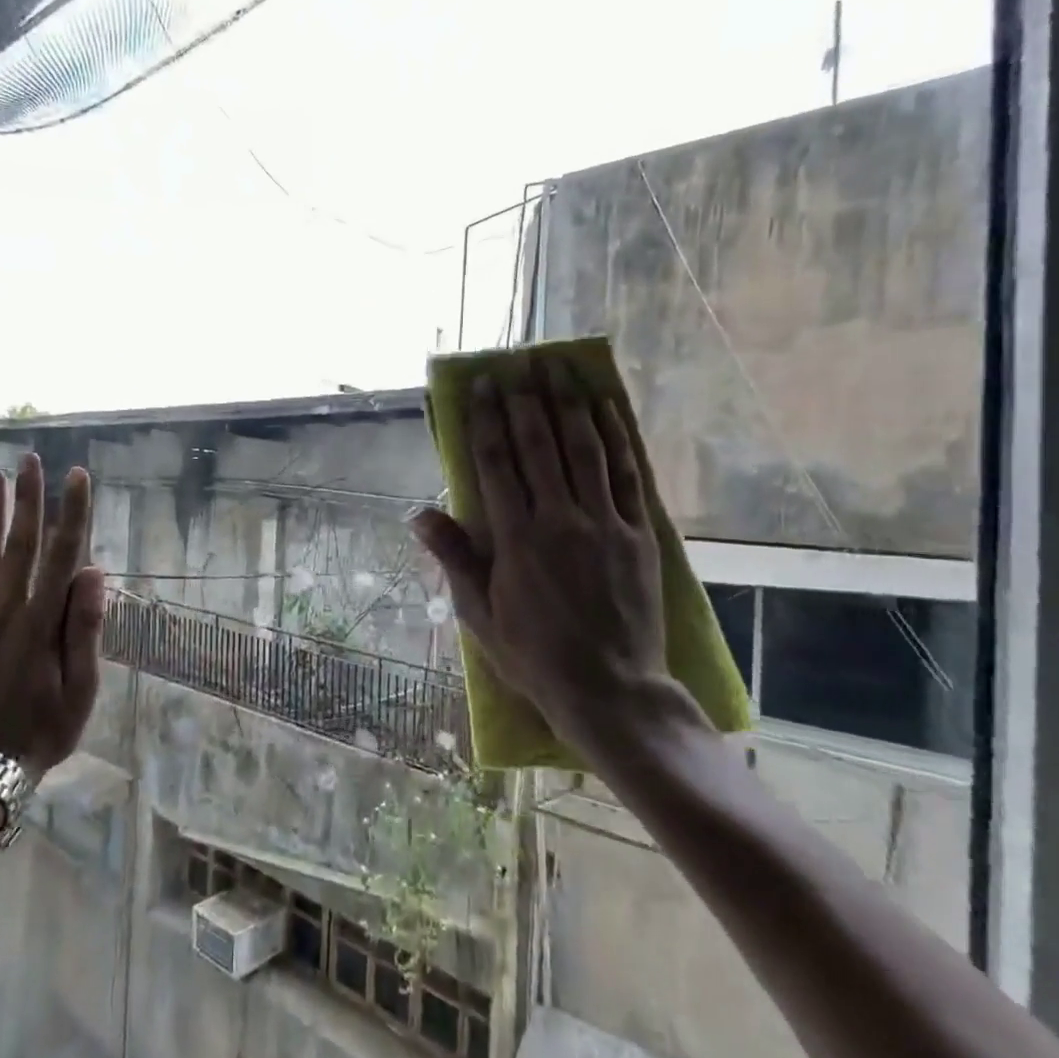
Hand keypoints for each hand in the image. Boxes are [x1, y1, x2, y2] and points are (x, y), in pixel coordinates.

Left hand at [0, 453, 105, 780]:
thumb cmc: (44, 728)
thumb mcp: (81, 688)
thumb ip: (85, 628)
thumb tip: (93, 572)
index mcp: (43, 623)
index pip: (63, 556)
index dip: (73, 513)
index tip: (78, 477)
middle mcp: (7, 611)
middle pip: (19, 545)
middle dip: (27, 499)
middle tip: (29, 460)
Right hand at [409, 366, 711, 771]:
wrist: (609, 690)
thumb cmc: (533, 655)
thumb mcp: (479, 614)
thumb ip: (453, 557)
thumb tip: (418, 513)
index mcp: (516, 539)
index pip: (497, 463)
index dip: (487, 420)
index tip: (484, 387)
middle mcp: (560, 520)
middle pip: (540, 446)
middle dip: (526, 402)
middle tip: (518, 367)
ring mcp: (605, 524)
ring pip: (586, 450)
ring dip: (570, 406)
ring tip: (560, 372)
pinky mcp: (639, 535)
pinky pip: (629, 475)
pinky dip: (617, 438)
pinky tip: (607, 411)